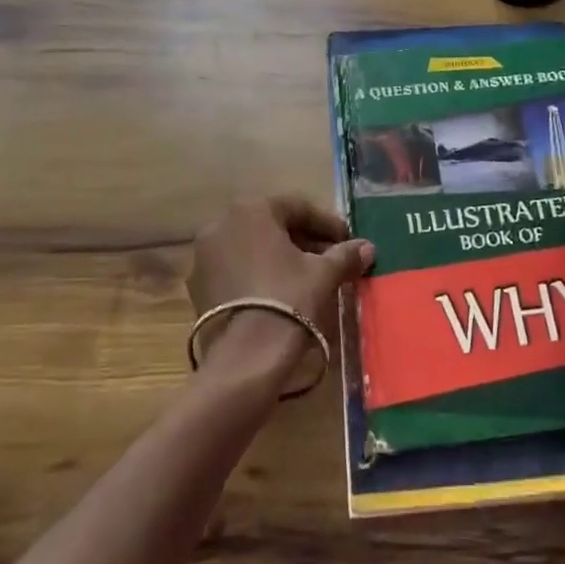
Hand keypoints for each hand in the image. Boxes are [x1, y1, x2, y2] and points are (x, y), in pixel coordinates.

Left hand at [187, 195, 372, 384]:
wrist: (247, 356)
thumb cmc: (289, 299)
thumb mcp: (323, 273)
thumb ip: (345, 255)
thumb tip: (367, 248)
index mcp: (252, 210)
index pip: (297, 207)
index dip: (327, 223)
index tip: (347, 239)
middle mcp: (221, 223)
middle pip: (272, 224)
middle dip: (303, 239)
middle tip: (330, 256)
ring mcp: (204, 255)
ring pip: (251, 246)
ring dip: (280, 255)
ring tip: (307, 276)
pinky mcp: (197, 286)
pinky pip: (234, 268)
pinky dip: (257, 273)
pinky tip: (278, 292)